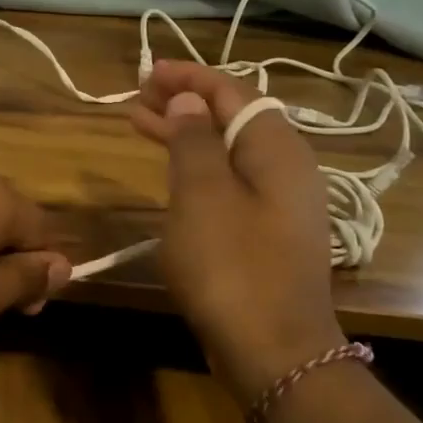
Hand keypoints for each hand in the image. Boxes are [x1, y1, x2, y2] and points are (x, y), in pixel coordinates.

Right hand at [129, 60, 345, 387]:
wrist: (274, 351)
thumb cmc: (232, 266)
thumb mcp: (202, 195)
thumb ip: (194, 141)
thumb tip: (188, 102)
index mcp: (276, 149)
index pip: (232, 92)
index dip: (188, 78)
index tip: (147, 71)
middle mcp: (285, 168)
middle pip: (231, 118)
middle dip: (184, 103)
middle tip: (137, 96)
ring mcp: (279, 204)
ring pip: (227, 151)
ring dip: (185, 135)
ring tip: (140, 124)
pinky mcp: (266, 233)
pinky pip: (228, 181)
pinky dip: (195, 168)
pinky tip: (172, 174)